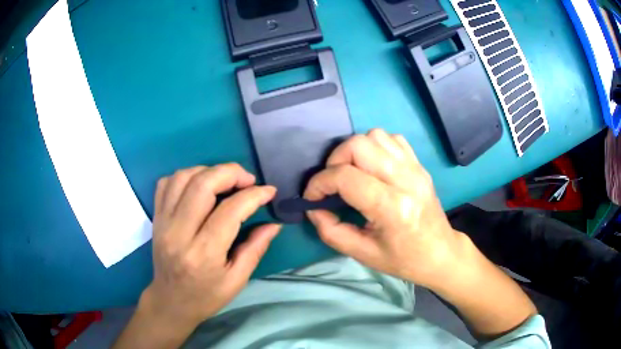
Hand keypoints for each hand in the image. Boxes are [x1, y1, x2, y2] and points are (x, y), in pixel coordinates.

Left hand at [141, 164, 280, 328]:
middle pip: (202, 185)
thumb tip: (274, 224)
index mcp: (203, 254)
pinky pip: (166, 183)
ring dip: (208, 171)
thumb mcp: (237, 280)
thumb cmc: (206, 296)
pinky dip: (185, 176)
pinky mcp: (156, 218)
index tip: (269, 191)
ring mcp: (163, 223)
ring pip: (183, 178)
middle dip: (230, 173)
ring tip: (224, 180)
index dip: (253, 195)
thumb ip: (255, 249)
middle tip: (247, 180)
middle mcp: (179, 233)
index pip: (230, 211)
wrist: (171, 301)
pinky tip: (198, 185)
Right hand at [304, 129, 460, 287]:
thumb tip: (314, 207)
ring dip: (354, 150)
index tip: (313, 196)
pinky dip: (375, 147)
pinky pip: (392, 139)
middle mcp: (406, 180)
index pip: (345, 177)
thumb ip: (331, 231)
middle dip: (335, 160)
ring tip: (351, 172)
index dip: (320, 183)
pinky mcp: (420, 164)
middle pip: (359, 145)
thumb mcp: (362, 254)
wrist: (440, 253)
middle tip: (332, 182)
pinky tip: (372, 166)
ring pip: (375, 136)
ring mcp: (415, 168)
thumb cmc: (403, 260)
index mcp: (392, 208)